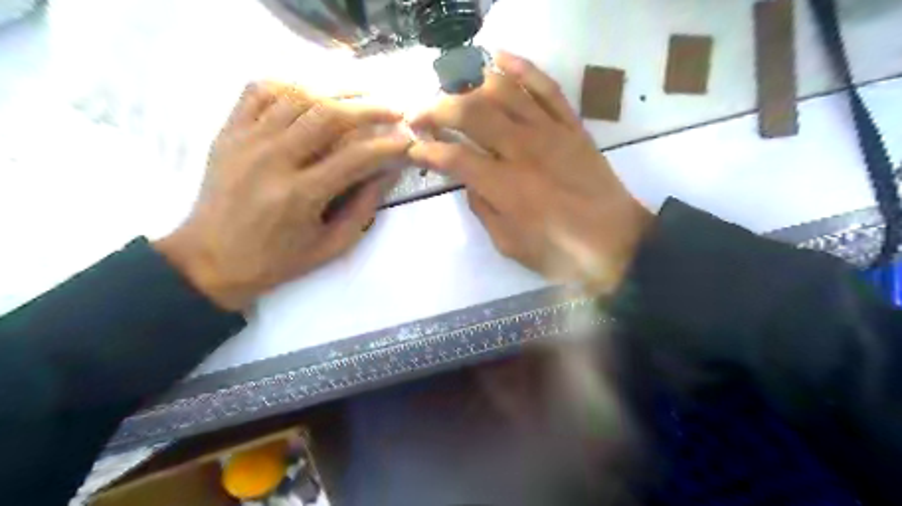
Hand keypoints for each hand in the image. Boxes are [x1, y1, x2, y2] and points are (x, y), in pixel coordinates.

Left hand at [154, 82, 409, 308]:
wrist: (210, 260)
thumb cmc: (278, 260)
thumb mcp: (331, 246)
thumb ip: (363, 209)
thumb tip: (388, 173)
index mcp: (300, 195)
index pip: (356, 156)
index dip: (388, 145)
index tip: (408, 140)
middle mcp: (272, 160)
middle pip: (328, 114)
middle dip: (369, 107)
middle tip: (393, 108)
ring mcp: (246, 141)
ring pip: (297, 95)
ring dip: (337, 91)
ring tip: (362, 95)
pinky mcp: (228, 132)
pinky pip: (259, 91)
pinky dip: (290, 85)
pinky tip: (311, 94)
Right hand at [408, 51, 648, 293]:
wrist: (617, 244)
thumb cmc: (560, 253)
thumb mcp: (510, 245)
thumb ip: (483, 209)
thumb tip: (469, 180)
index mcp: (505, 187)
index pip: (454, 156)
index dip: (427, 150)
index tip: (414, 148)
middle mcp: (523, 150)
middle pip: (472, 113)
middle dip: (437, 109)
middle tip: (420, 113)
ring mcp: (551, 132)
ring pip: (504, 91)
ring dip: (470, 83)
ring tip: (451, 88)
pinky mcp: (572, 126)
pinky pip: (547, 87)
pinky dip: (522, 67)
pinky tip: (500, 58)